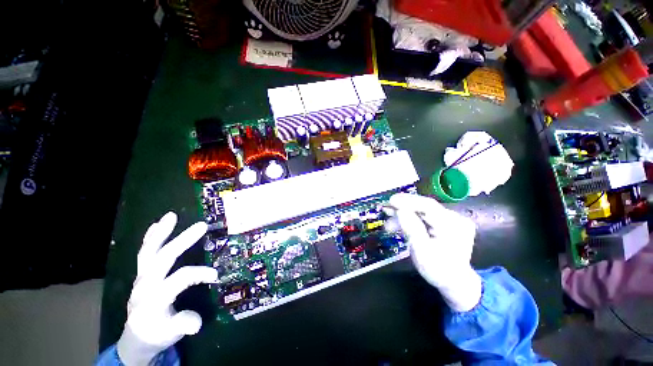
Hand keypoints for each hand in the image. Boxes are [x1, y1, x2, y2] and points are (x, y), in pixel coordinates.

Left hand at [117, 212, 217, 365]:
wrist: (137, 336)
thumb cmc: (157, 334)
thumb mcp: (171, 335)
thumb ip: (183, 325)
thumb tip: (196, 323)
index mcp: (154, 299)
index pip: (179, 279)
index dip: (198, 274)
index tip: (216, 275)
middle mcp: (145, 285)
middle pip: (163, 258)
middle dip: (183, 240)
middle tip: (202, 226)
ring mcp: (141, 278)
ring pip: (149, 252)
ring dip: (160, 233)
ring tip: (171, 216)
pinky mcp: (141, 274)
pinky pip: (144, 253)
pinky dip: (150, 238)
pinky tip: (156, 225)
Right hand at [389, 193, 481, 311]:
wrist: (455, 281)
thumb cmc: (438, 270)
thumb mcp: (421, 253)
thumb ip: (411, 229)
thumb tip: (400, 210)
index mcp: (452, 227)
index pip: (428, 206)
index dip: (408, 201)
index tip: (390, 201)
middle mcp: (455, 218)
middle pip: (424, 206)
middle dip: (403, 206)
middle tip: (386, 209)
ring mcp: (452, 219)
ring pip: (422, 210)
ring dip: (404, 213)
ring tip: (389, 221)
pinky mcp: (446, 220)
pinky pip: (425, 215)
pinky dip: (411, 217)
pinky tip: (399, 223)